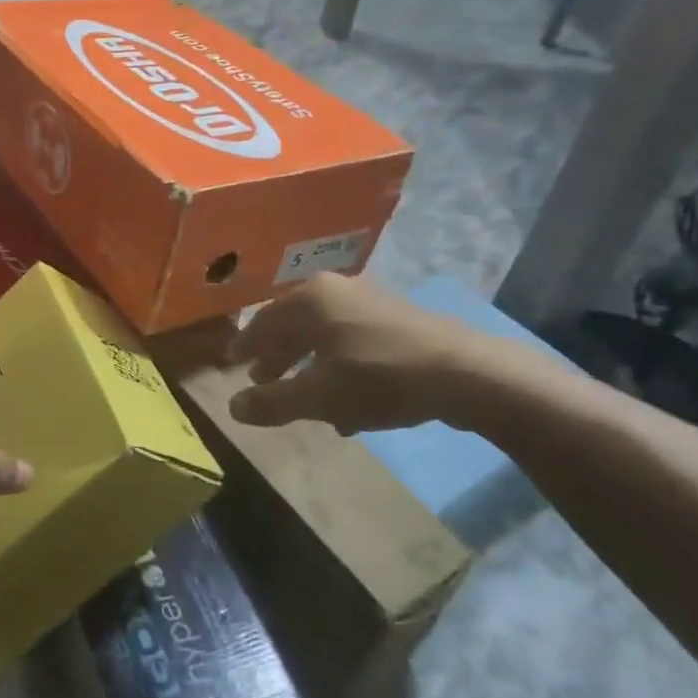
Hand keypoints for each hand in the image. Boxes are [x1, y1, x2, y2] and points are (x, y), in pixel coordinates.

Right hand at [225, 274, 497, 433]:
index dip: (245, 345)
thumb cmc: (379, 378)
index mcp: (310, 299)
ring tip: (302, 397)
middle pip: (293, 325)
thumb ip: (273, 402)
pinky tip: (346, 404)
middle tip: (261, 380)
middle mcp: (335, 290)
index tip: (232, 364)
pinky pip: (352, 341)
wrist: (465, 373)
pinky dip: (339, 366)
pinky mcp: (397, 319)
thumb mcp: (319, 397)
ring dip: (308, 365)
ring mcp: (369, 301)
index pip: (263, 321)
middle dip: (277, 356)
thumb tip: (232, 407)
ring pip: (324, 334)